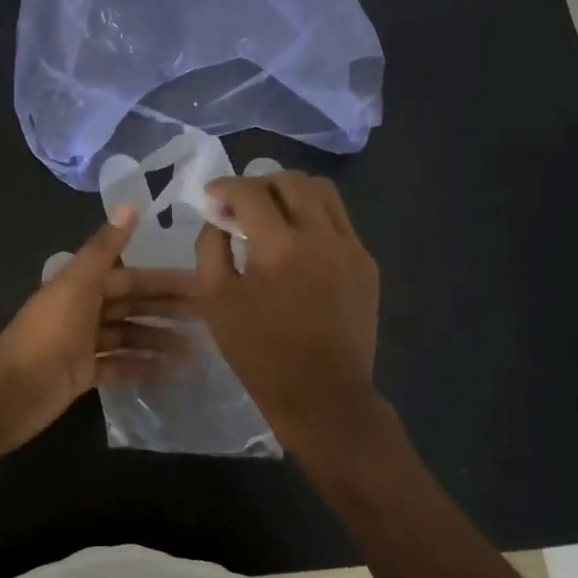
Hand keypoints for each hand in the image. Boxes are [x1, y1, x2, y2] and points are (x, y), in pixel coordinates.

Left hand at [0, 206, 197, 457]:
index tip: (202, 284)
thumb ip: (104, 248)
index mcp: (82, 285)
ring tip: (199, 352)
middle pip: (134, 306)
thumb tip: (129, 205)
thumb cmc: (46, 335)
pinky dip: (145, 367)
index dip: (165, 280)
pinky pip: (121, 365)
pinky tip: (173, 374)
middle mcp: (85, 309)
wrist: (9, 392)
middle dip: (169, 311)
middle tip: (211, 319)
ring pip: (131, 336)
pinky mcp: (84, 373)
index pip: (132, 277)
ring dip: (162, 341)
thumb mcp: (75, 286)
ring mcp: (85, 343)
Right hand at [194, 172, 395, 462]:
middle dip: (259, 184)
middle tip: (241, 206)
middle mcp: (321, 235)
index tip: (211, 196)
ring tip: (273, 214)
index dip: (225, 187)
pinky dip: (314, 218)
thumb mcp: (216, 301)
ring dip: (291, 193)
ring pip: (323, 192)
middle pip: (291, 180)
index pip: (250, 191)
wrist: (323, 397)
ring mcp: (351, 247)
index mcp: (280, 246)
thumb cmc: (261, 353)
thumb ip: (211, 248)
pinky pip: (339, 221)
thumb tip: (218, 218)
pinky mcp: (367, 263)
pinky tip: (298, 245)